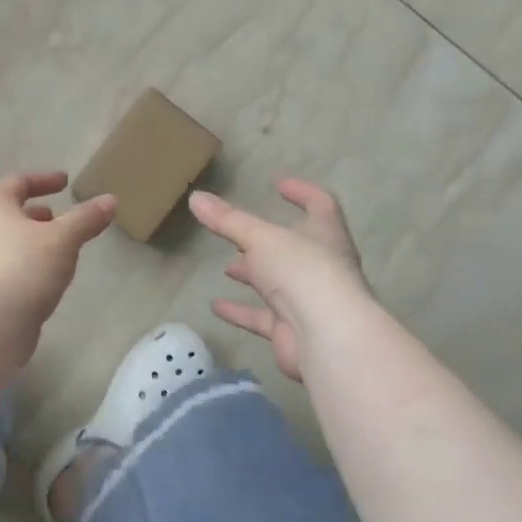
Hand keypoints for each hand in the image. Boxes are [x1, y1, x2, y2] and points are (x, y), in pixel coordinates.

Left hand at [0, 171, 115, 345]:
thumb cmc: (26, 268)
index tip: (65, 182)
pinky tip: (49, 278)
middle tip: (60, 217)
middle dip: (37, 214)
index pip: (16, 183)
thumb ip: (86, 218)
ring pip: (10, 242)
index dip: (42, 179)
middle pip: (10, 214)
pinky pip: (11, 267)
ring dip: (34, 240)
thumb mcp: (63, 239)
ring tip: (61, 249)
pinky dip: (30, 264)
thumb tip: (110, 200)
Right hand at [190, 180, 370, 380]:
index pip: (320, 204)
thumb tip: (195, 197)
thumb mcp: (260, 238)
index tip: (279, 184)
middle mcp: (322, 266)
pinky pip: (263, 317)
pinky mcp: (293, 330)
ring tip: (227, 267)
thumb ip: (228, 220)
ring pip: (279, 283)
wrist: (326, 338)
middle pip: (295, 247)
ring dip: (255, 274)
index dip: (302, 192)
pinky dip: (241, 310)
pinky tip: (216, 306)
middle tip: (239, 234)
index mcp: (325, 235)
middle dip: (267, 241)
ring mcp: (309, 301)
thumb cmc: (302, 273)